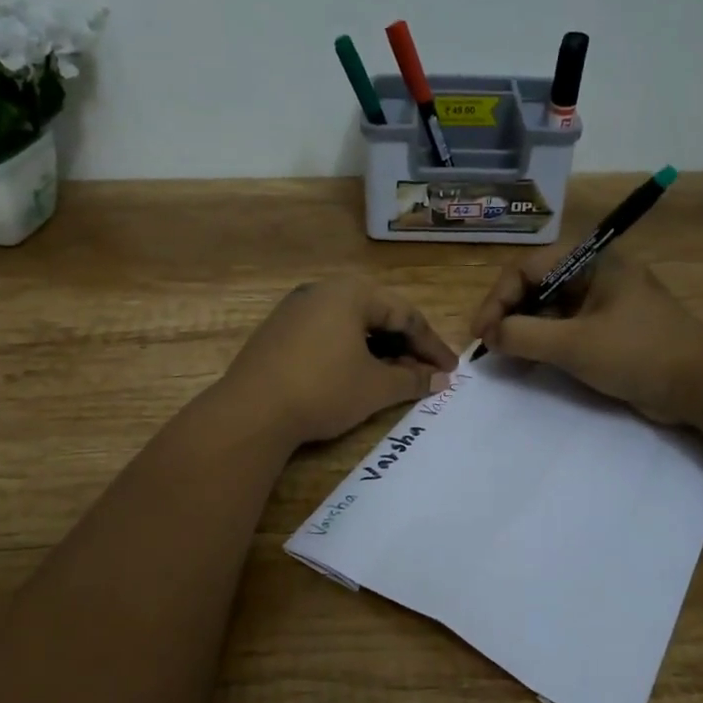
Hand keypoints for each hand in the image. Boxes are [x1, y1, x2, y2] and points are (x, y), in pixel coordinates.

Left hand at [220, 277, 457, 445]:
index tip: (451, 370)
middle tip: (426, 373)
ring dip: (378, 350)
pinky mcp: (277, 332)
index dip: (431, 345)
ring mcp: (295, 309)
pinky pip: (326, 334)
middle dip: (405, 346)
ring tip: (395, 378)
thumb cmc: (323, 390)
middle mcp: (322, 290)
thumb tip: (440, 379)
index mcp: (350, 292)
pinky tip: (357, 376)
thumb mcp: (375, 387)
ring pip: (351, 325)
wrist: (251, 412)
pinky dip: (349, 352)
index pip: (405, 315)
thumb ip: (412, 380)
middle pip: (377, 315)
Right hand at [469, 249, 702, 424]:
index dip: (497, 299)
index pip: (527, 269)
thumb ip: (523, 336)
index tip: (481, 333)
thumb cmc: (637, 353)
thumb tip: (489, 336)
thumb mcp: (573, 344)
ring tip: (505, 356)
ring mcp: (604, 301)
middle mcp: (595, 273)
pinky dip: (544, 342)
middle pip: (536, 286)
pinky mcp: (609, 328)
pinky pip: (565, 328)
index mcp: (591, 261)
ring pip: (548, 308)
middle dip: (508, 314)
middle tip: (489, 345)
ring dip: (524, 330)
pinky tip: (530, 362)